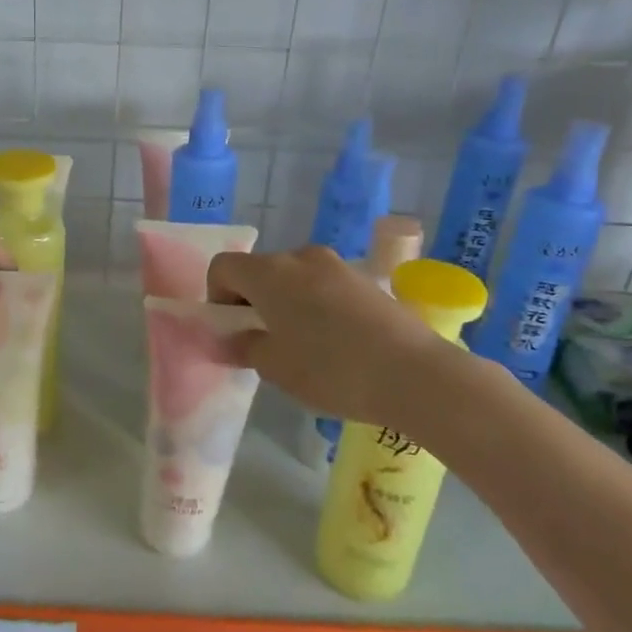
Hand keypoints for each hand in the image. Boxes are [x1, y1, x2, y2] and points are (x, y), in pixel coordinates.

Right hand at [207, 246, 453, 428]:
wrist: (414, 373)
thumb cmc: (331, 370)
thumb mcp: (275, 367)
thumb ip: (243, 346)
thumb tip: (227, 339)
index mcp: (269, 273)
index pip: (223, 267)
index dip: (217, 296)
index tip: (232, 330)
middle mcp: (300, 257)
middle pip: (259, 270)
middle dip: (251, 300)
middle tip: (263, 341)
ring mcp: (336, 265)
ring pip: (293, 277)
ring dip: (284, 302)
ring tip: (301, 344)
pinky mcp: (364, 279)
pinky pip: (323, 285)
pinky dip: (314, 305)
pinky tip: (334, 342)